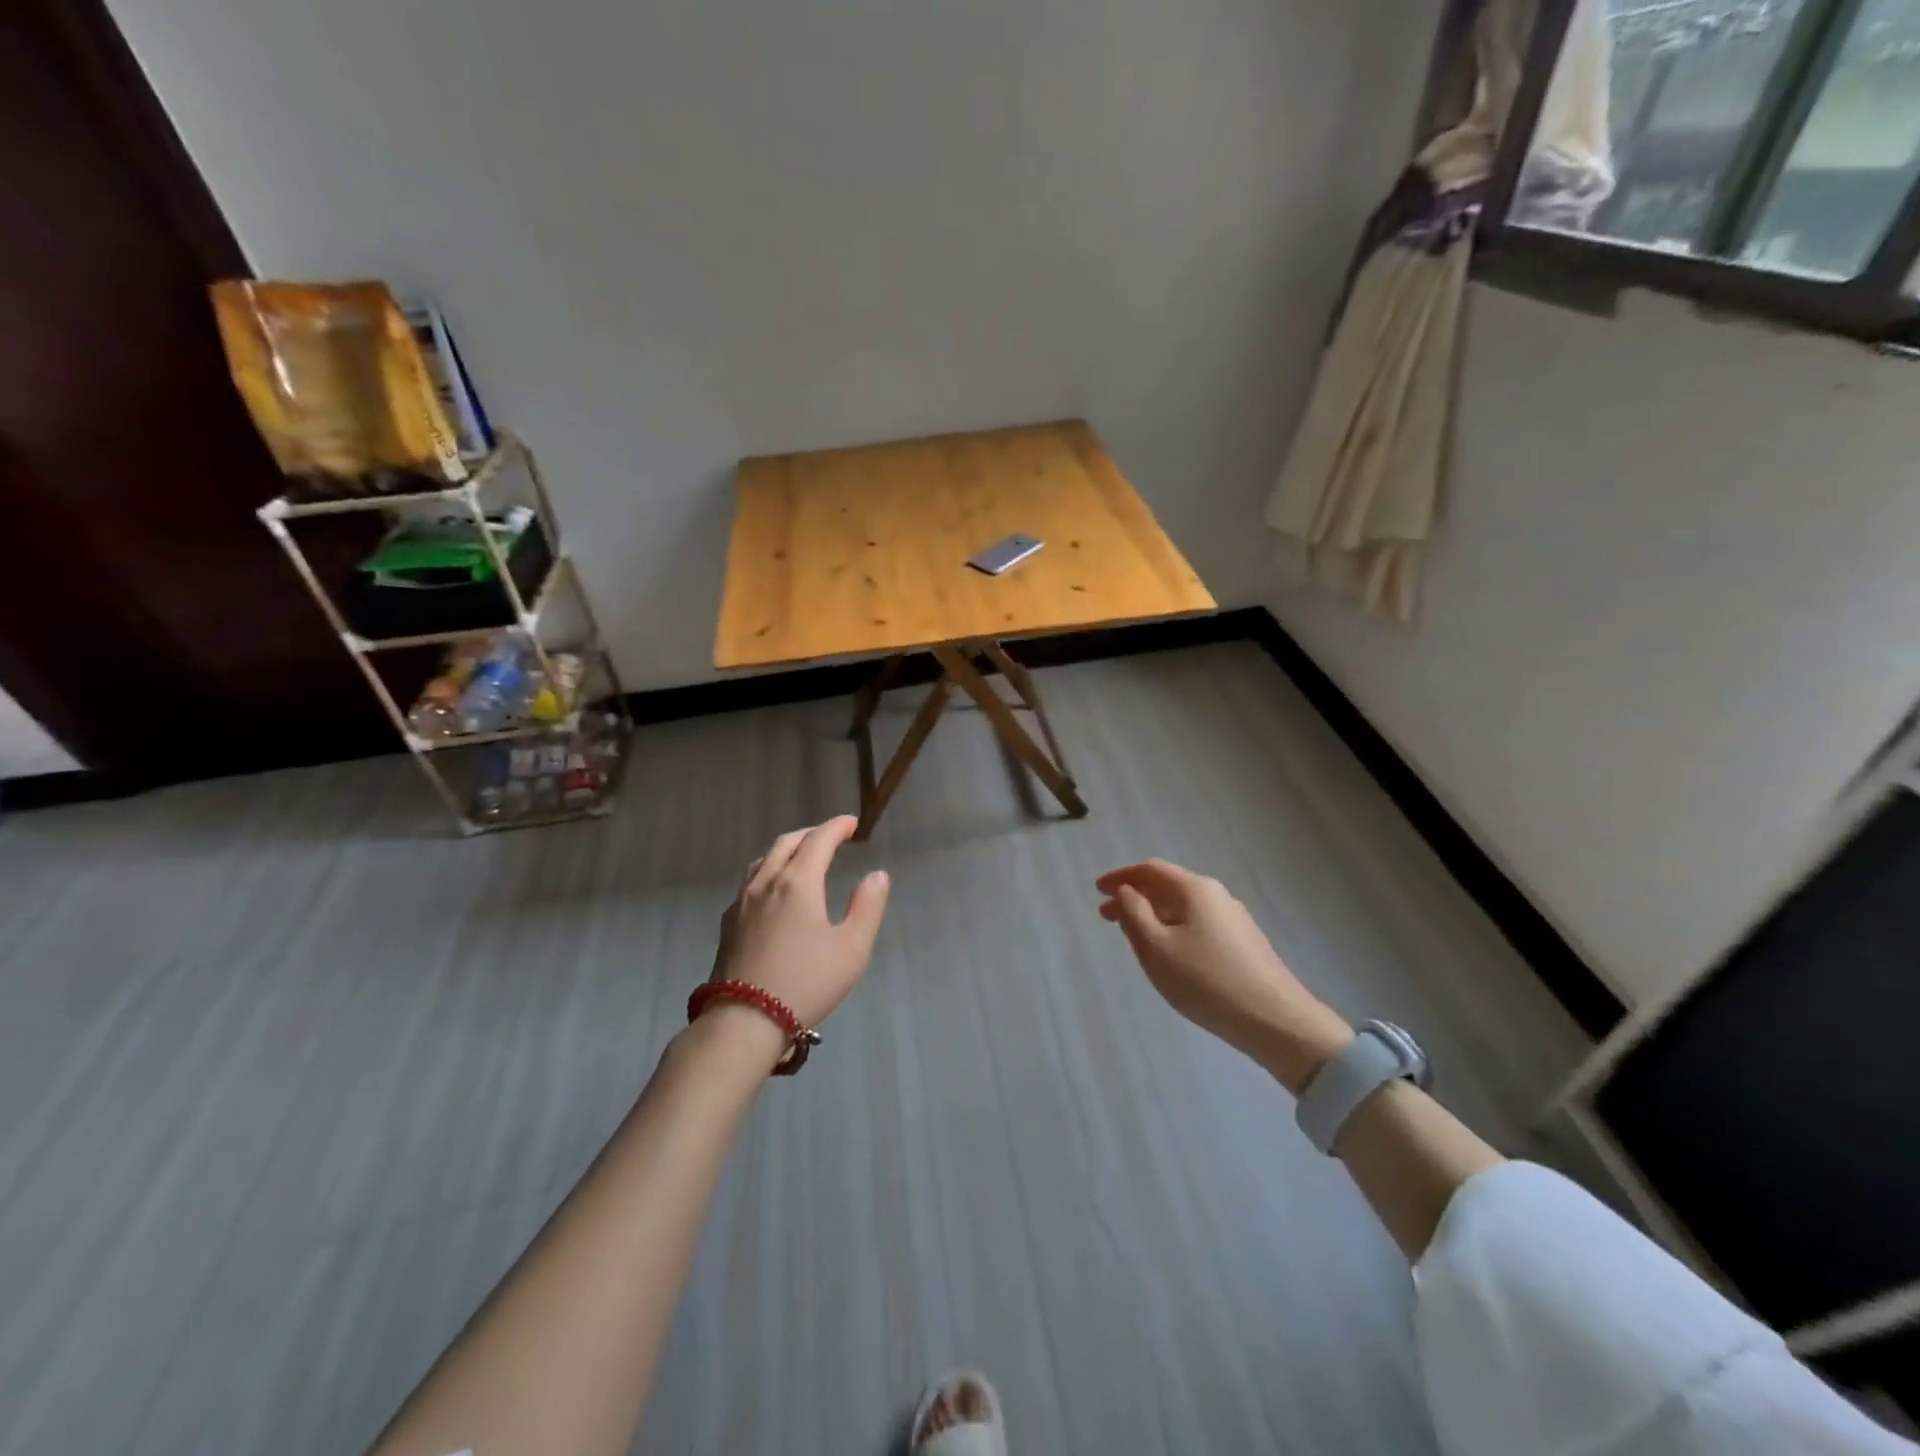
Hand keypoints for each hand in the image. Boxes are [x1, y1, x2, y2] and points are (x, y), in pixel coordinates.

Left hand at [708, 815, 890, 1037]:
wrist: (744, 1020)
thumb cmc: (806, 982)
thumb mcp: (852, 948)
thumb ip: (867, 907)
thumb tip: (877, 875)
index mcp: (798, 883)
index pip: (818, 840)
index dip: (836, 827)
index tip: (851, 824)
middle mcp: (767, 883)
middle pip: (787, 843)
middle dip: (811, 834)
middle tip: (830, 836)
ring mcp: (742, 903)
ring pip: (764, 860)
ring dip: (786, 849)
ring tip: (801, 856)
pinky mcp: (728, 924)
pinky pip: (749, 882)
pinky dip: (768, 871)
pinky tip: (773, 891)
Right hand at [1097, 859, 1351, 1093]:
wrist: (1275, 1020)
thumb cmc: (1206, 980)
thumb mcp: (1157, 948)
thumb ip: (1135, 914)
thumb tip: (1126, 891)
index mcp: (1195, 889)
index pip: (1150, 870)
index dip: (1121, 876)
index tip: (1097, 890)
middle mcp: (1217, 895)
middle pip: (1168, 886)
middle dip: (1135, 898)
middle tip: (1107, 916)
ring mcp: (1234, 919)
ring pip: (1183, 907)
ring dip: (1154, 915)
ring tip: (1133, 937)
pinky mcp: (1243, 943)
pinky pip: (1198, 924)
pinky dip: (1173, 928)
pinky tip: (1169, 953)